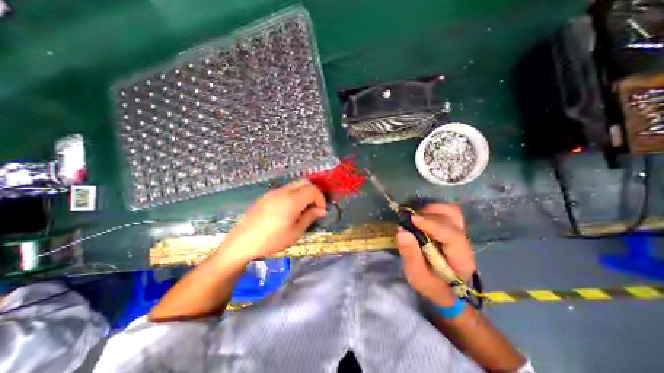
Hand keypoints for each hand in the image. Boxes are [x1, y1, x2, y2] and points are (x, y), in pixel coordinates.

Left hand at [221, 179, 327, 261]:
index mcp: (292, 200)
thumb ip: (310, 218)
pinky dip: (293, 195)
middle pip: (304, 182)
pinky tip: (290, 210)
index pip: (313, 190)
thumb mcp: (295, 232)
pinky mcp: (266, 196)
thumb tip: (321, 211)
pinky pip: (285, 190)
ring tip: (303, 209)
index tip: (321, 211)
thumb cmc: (271, 240)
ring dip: (303, 193)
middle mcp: (283, 192)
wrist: (242, 243)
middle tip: (314, 207)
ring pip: (294, 185)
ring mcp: (273, 193)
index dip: (321, 199)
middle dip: (313, 192)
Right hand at [396, 204, 473, 305]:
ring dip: (431, 210)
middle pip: (452, 219)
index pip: (452, 235)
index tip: (412, 219)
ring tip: (415, 218)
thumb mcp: (417, 276)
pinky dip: (432, 210)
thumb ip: (410, 255)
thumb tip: (402, 231)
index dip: (432, 224)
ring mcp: (460, 233)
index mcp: (461, 259)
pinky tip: (421, 218)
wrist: (445, 289)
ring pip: (451, 211)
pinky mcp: (453, 228)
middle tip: (409, 221)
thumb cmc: (431, 284)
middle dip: (429, 216)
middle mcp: (464, 242)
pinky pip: (446, 212)